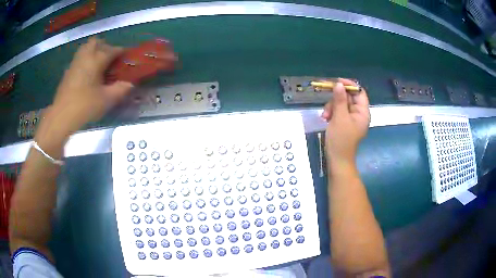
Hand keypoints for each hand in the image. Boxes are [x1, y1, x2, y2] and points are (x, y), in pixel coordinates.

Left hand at [50, 37, 133, 131]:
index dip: (122, 52)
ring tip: (99, 65)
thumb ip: (120, 89)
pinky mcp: (68, 71)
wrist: (61, 116)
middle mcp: (86, 56)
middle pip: (97, 42)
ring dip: (94, 51)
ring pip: (86, 48)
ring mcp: (75, 63)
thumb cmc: (85, 106)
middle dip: (105, 47)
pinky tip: (87, 74)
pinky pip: (79, 58)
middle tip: (109, 60)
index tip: (127, 58)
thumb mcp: (106, 100)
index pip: (113, 50)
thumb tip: (130, 84)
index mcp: (96, 60)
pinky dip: (86, 60)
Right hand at [322, 78, 369, 165]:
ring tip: (325, 116)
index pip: (359, 92)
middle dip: (336, 100)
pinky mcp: (343, 123)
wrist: (337, 160)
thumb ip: (340, 100)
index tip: (336, 82)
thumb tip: (339, 84)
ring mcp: (351, 118)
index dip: (349, 85)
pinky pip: (338, 111)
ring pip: (341, 104)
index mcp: (363, 112)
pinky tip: (325, 118)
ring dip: (331, 107)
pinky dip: (331, 113)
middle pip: (348, 97)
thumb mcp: (339, 117)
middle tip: (327, 107)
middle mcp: (358, 113)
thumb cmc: (341, 139)